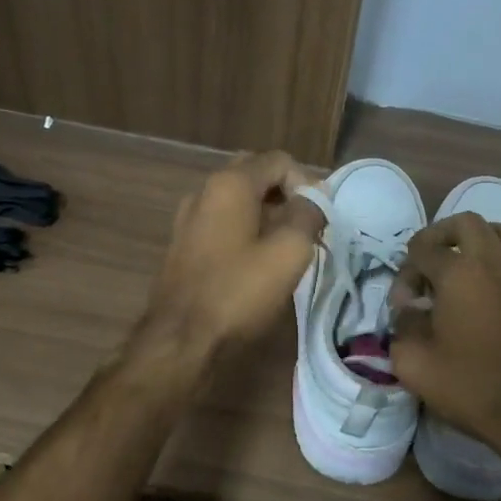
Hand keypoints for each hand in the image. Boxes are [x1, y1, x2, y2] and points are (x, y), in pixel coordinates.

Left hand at [133, 151, 322, 369]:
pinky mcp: (183, 246)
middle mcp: (204, 191)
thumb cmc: (238, 293)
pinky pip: (222, 224)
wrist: (181, 340)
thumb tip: (313, 199)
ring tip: (285, 248)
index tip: (318, 220)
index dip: (306, 184)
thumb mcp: (289, 253)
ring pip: (237, 201)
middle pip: (255, 175)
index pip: (278, 160)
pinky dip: (245, 231)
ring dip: (266, 215)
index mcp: (229, 184)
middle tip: (305, 228)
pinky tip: (256, 263)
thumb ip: (307, 215)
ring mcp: (188, 219)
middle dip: (285, 195)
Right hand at [390, 212, 500, 464]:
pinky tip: (492, 293)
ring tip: (462, 270)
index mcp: (460, 273)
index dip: (405, 273)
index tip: (404, 305)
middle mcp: (497, 260)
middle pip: (465, 223)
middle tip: (428, 265)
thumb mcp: (415, 365)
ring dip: (476, 241)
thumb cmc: (473, 389)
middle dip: (439, 237)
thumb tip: (410, 310)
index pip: (422, 250)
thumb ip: (402, 327)